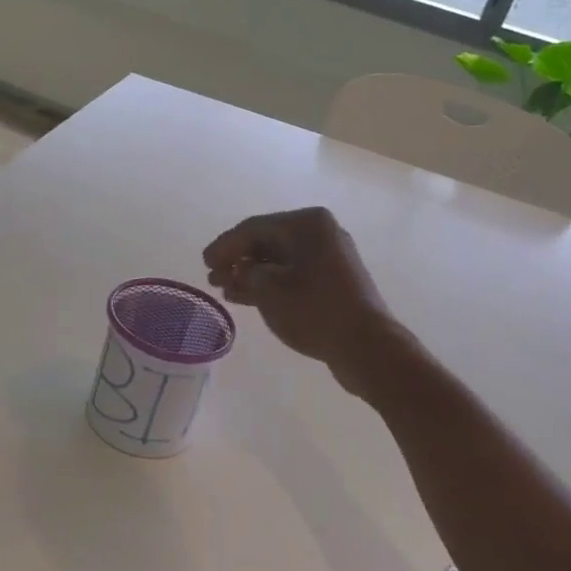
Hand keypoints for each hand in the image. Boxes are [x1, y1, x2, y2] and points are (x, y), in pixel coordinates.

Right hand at [203, 208, 400, 394]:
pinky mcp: (332, 280)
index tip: (204, 262)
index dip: (225, 245)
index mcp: (307, 224)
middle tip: (212, 277)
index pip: (253, 228)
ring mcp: (329, 257)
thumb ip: (245, 273)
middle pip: (267, 241)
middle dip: (237, 260)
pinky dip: (269, 284)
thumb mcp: (269, 289)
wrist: (366, 346)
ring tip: (225, 289)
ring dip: (250, 273)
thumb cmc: (315, 310)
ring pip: (279, 260)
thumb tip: (240, 271)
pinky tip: (245, 297)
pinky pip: (292, 274)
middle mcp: (319, 232)